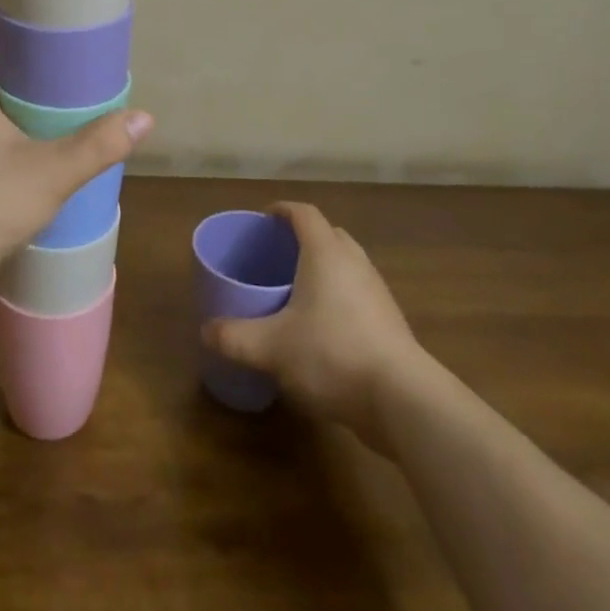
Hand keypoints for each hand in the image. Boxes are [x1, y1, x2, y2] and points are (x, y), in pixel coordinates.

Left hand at [0, 20, 152, 309]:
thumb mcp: (51, 172)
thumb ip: (97, 145)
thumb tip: (143, 117)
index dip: (7, 25)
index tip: (43, 25)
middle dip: (23, 72)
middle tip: (65, 73)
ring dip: (16, 113)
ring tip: (58, 117)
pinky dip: (8, 147)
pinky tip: (36, 166)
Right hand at [203, 202, 421, 432]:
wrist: (403, 400)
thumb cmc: (332, 354)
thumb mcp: (272, 347)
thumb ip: (234, 337)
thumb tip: (206, 331)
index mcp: (325, 252)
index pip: (304, 213)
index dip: (282, 210)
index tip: (264, 220)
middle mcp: (354, 262)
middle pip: (328, 234)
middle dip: (302, 239)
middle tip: (277, 256)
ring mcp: (377, 291)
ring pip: (346, 265)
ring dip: (323, 269)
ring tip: (297, 291)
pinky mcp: (391, 322)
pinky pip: (359, 293)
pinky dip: (339, 297)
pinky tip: (323, 328)